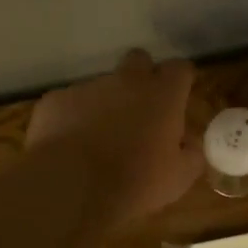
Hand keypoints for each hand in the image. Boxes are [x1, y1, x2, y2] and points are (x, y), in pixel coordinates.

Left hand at [26, 49, 203, 227]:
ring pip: (102, 84)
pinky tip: (70, 145)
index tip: (179, 97)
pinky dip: (73, 117)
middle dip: (142, 77)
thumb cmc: (135, 182)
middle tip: (140, 109)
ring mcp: (88, 87)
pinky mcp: (55, 100)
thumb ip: (192, 154)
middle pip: (139, 59)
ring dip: (106, 103)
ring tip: (99, 138)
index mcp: (162, 95)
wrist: (71, 188)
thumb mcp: (179, 178)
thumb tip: (190, 144)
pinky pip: (69, 102)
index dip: (180, 80)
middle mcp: (126, 81)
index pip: (179, 68)